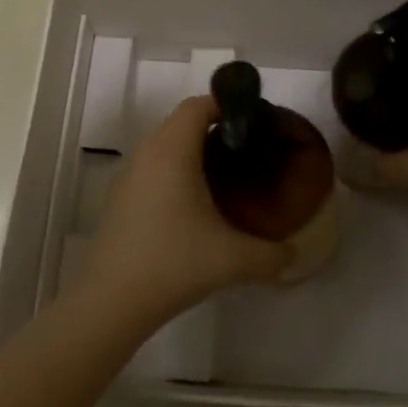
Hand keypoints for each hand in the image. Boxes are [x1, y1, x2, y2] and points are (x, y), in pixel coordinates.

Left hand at [73, 96, 293, 326]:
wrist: (111, 301)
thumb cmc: (174, 263)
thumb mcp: (233, 259)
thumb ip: (273, 255)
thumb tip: (296, 255)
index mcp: (172, 150)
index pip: (199, 105)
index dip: (228, 106)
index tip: (256, 125)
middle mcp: (147, 152)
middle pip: (183, 122)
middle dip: (216, 129)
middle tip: (248, 151)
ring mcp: (129, 175)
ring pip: (165, 145)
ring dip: (194, 151)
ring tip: (226, 176)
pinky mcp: (120, 198)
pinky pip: (153, 168)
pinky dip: (176, 172)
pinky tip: (195, 205)